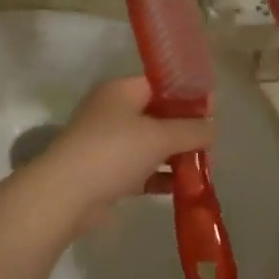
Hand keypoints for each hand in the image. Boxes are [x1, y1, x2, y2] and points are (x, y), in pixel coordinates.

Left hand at [32, 77, 212, 232]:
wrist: (66, 195)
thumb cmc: (113, 152)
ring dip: (174, 156)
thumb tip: (212, 127)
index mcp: (120, 91)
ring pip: (150, 145)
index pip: (160, 84)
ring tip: (204, 168)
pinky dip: (160, 176)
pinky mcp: (106, 173)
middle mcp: (112, 112)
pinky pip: (141, 170)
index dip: (187, 96)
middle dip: (184, 130)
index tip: (212, 112)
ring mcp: (107, 144)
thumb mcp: (159, 136)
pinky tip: (183, 188)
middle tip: (210, 145)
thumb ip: (191, 130)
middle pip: (156, 115)